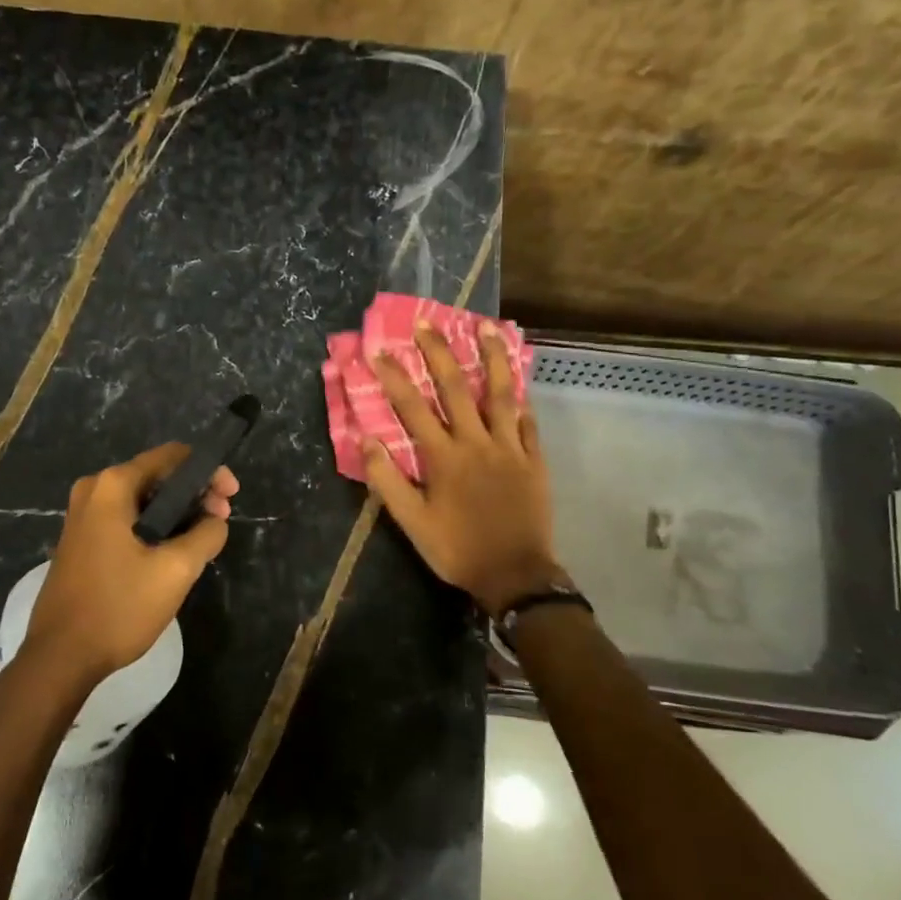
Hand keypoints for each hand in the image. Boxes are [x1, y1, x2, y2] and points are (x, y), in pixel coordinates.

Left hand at [20, 443, 238, 689]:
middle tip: (222, 519)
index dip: (208, 471)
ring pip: (143, 499)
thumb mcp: (175, 570)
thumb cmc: (119, 607)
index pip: (172, 457)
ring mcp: (83, 515)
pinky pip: (127, 518)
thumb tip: (215, 521)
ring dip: (176, 512)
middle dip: (194, 493)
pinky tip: (174, 550)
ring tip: (204, 538)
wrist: (60, 657)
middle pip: (156, 475)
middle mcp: (94, 490)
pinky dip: (154, 526)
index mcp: (113, 486)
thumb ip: (206, 535)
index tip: (231, 496)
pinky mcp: (81, 539)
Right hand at [365, 322, 566, 615]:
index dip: (395, 377)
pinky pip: (529, 422)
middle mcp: (477, 443)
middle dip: (439, 353)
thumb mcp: (412, 523)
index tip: (379, 351)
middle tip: (426, 324)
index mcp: (444, 458)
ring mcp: (510, 448)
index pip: (413, 408)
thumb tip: (366, 440)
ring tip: (485, 327)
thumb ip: (388, 481)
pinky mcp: (534, 460)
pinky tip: (519, 380)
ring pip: (502, 394)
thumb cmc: (457, 549)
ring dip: (492, 358)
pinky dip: (522, 398)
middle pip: (457, 388)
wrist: (515, 575)